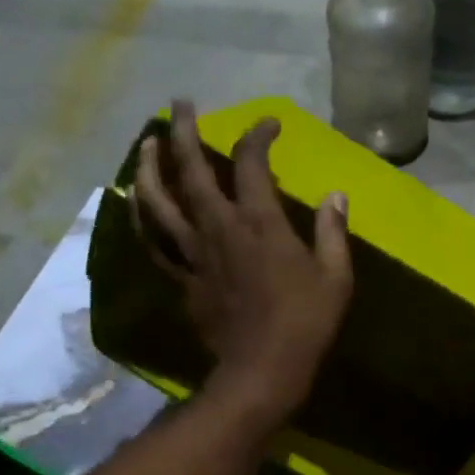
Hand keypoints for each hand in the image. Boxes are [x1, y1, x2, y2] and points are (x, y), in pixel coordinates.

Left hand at [131, 99, 352, 427]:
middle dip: (182, 131)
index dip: (258, 134)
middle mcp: (218, 227)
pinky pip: (154, 241)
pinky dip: (143, 218)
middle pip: (191, 169)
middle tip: (180, 104)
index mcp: (259, 222)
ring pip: (159, 201)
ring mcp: (194, 253)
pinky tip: (138, 203)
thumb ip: (333, 231)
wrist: (261, 370)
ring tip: (146, 144)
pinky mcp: (182, 278)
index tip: (269, 124)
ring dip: (149, 167)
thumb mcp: (335, 276)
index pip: (252, 162)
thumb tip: (336, 195)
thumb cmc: (305, 323)